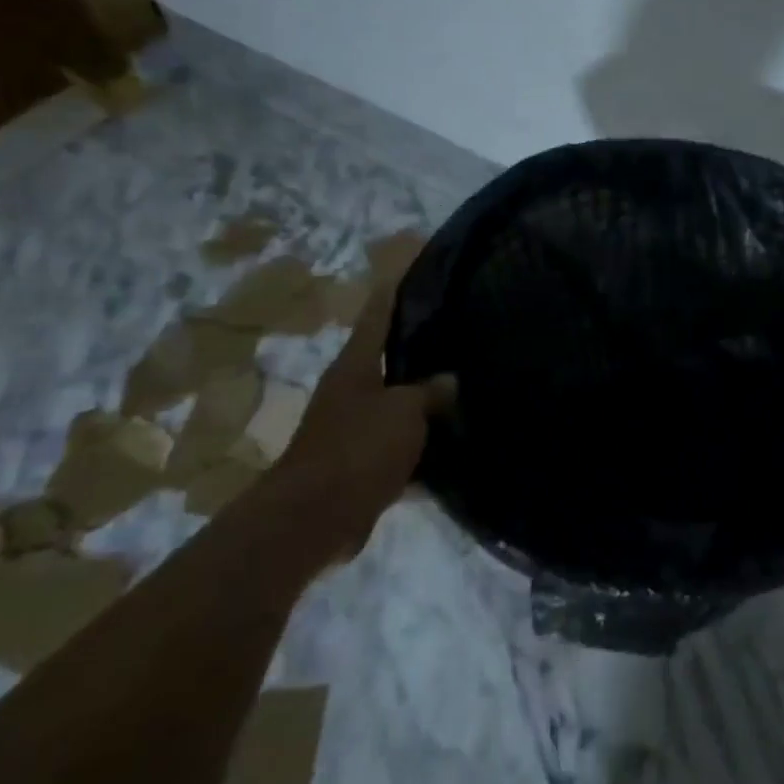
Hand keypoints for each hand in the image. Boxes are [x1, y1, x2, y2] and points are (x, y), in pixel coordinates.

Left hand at [269, 276, 455, 558]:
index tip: (415, 266)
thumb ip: (430, 391)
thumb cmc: (358, 449)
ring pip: (398, 402)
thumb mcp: (404, 411)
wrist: (315, 517)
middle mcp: (352, 390)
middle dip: (420, 344)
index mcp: (356, 366)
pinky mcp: (362, 462)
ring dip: (425, 397)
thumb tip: (449, 380)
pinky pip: (401, 442)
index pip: (377, 314)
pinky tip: (455, 439)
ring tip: (467, 382)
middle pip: (389, 357)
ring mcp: (355, 427)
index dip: (394, 290)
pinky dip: (424, 441)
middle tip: (461, 328)